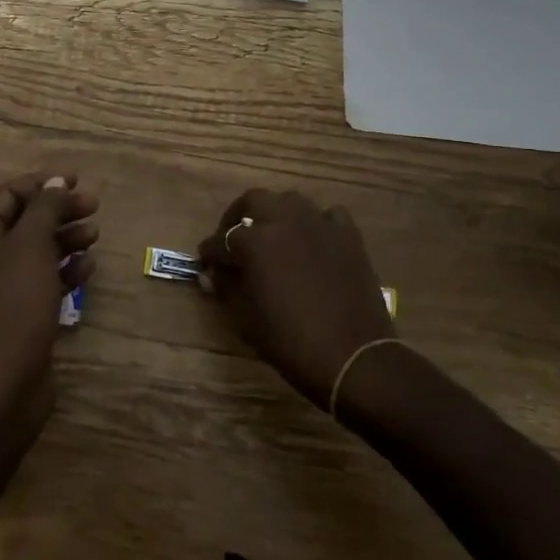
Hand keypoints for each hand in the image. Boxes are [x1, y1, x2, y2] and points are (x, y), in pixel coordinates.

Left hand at [0, 172, 98, 422]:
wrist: (4, 379)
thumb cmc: (14, 302)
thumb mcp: (30, 245)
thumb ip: (45, 209)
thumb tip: (55, 181)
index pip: (9, 194)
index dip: (42, 184)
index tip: (77, 181)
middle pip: (26, 221)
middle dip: (59, 211)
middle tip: (94, 206)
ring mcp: (3, 287)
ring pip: (38, 251)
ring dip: (66, 239)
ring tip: (94, 235)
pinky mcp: (21, 313)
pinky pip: (45, 280)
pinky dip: (65, 271)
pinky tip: (87, 269)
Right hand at [198, 189, 397, 410]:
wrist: (354, 358)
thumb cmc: (291, 343)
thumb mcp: (246, 320)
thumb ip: (226, 289)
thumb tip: (212, 275)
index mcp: (254, 242)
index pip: (221, 240)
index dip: (210, 253)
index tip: (205, 262)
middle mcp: (285, 222)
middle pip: (253, 201)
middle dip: (237, 216)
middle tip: (233, 239)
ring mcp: (320, 224)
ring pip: (290, 201)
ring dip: (275, 214)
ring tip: (271, 236)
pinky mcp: (348, 235)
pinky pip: (327, 215)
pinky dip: (315, 223)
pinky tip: (312, 241)